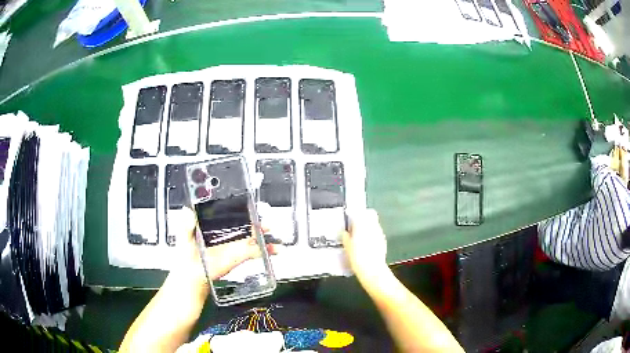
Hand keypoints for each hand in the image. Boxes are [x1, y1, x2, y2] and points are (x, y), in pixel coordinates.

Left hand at [171, 208, 277, 293]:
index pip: (228, 212)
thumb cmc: (186, 257)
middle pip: (244, 222)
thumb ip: (185, 226)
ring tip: (273, 234)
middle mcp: (225, 232)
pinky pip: (255, 251)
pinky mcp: (240, 256)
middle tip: (265, 219)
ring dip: (264, 234)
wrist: (193, 278)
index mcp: (213, 224)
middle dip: (256, 220)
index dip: (239, 207)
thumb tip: (187, 211)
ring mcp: (234, 244)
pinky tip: (274, 250)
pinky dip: (266, 250)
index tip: (249, 204)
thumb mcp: (183, 239)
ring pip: (253, 235)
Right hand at [341, 209, 387, 280]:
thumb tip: (345, 233)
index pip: (362, 211)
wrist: (372, 270)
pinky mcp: (383, 241)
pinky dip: (373, 235)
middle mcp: (373, 226)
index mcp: (362, 225)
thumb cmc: (358, 258)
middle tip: (356, 224)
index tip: (351, 217)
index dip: (357, 213)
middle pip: (371, 214)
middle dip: (364, 217)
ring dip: (368, 226)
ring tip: (361, 235)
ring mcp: (380, 233)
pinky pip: (377, 233)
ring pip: (374, 223)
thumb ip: (346, 237)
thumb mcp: (347, 247)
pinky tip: (367, 243)